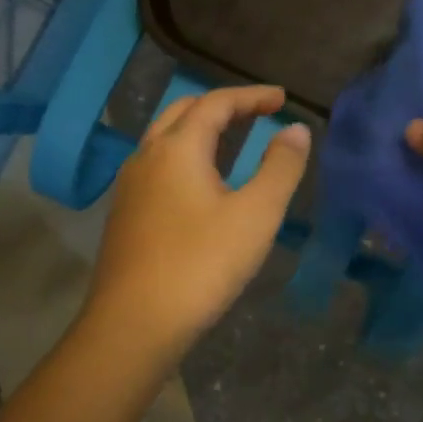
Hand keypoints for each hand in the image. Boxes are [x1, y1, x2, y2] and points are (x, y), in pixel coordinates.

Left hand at [84, 85, 310, 360]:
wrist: (133, 325)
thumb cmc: (201, 265)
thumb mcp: (256, 215)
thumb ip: (280, 168)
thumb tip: (297, 130)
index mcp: (178, 148)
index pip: (216, 103)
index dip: (251, 96)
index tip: (282, 99)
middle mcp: (147, 157)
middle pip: (185, 113)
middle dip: (223, 106)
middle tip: (258, 114)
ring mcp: (130, 186)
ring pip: (166, 139)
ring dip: (201, 130)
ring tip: (233, 141)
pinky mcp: (125, 214)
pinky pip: (158, 166)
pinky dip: (185, 155)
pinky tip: (201, 185)